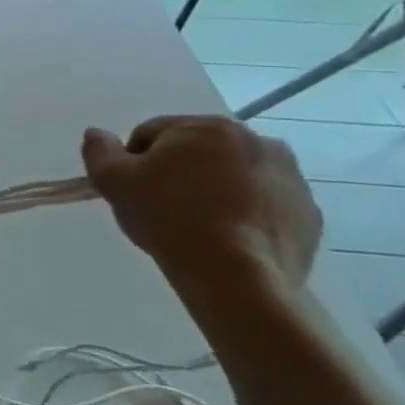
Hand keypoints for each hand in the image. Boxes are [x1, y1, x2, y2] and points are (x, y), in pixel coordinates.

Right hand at [81, 116, 322, 291]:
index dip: (132, 162)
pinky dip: (243, 215)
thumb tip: (97, 134)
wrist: (237, 276)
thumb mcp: (113, 181)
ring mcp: (290, 177)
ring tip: (195, 227)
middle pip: (196, 153)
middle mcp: (256, 140)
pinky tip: (225, 239)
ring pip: (232, 177)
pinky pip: (262, 205)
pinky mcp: (307, 212)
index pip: (152, 134)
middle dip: (176, 174)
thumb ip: (99, 150)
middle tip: (161, 209)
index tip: (131, 191)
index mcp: (207, 127)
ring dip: (212, 192)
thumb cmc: (169, 217)